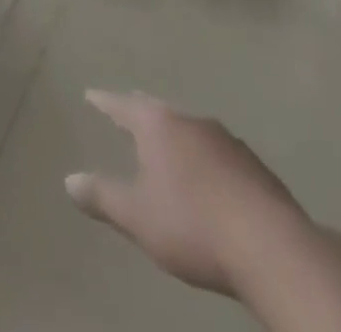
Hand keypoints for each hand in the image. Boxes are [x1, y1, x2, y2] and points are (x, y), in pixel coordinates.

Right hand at [65, 90, 314, 297]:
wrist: (271, 247)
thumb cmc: (193, 225)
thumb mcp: (138, 217)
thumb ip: (102, 197)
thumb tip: (69, 180)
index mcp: (157, 125)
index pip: (122, 105)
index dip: (104, 102)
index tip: (91, 95)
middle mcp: (189, 120)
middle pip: (158, 109)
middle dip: (141, 110)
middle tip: (128, 109)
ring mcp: (226, 139)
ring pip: (190, 128)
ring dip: (176, 135)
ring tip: (167, 144)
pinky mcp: (254, 165)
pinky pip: (217, 151)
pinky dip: (204, 157)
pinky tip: (208, 176)